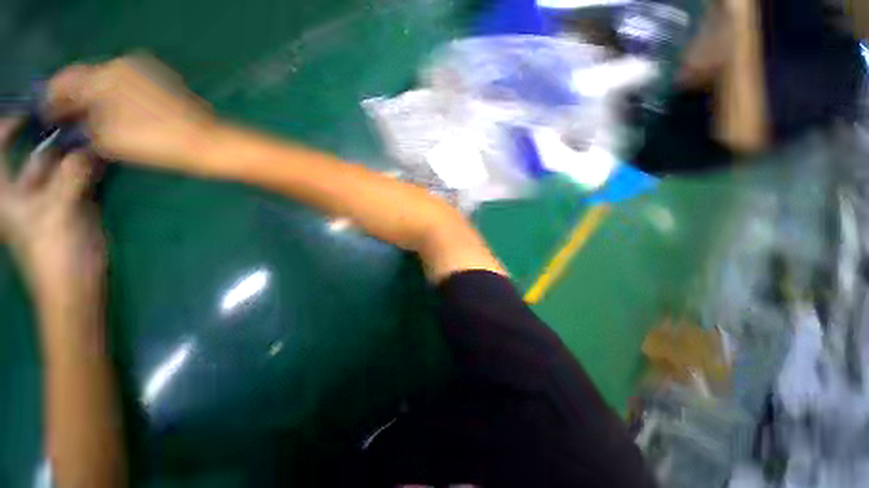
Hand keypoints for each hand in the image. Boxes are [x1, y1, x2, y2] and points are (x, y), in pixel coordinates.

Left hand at [0, 118, 103, 298]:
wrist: (76, 280)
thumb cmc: (53, 252)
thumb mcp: (57, 214)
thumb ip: (70, 179)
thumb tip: (89, 150)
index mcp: (7, 191)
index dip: (7, 125)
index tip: (30, 107)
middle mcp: (27, 187)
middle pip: (36, 154)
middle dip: (55, 136)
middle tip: (79, 116)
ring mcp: (53, 194)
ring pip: (63, 164)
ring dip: (78, 150)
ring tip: (96, 132)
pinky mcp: (75, 201)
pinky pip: (81, 176)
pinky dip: (92, 165)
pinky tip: (104, 154)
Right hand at [46, 55, 214, 171]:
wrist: (209, 143)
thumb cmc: (157, 140)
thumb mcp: (107, 137)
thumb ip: (83, 128)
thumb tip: (72, 126)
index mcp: (107, 73)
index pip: (66, 81)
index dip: (52, 99)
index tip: (44, 117)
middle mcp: (126, 65)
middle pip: (88, 80)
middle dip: (73, 101)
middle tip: (63, 123)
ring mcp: (148, 74)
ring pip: (108, 84)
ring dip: (93, 101)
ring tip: (84, 124)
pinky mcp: (163, 86)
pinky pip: (127, 90)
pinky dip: (114, 102)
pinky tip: (111, 118)